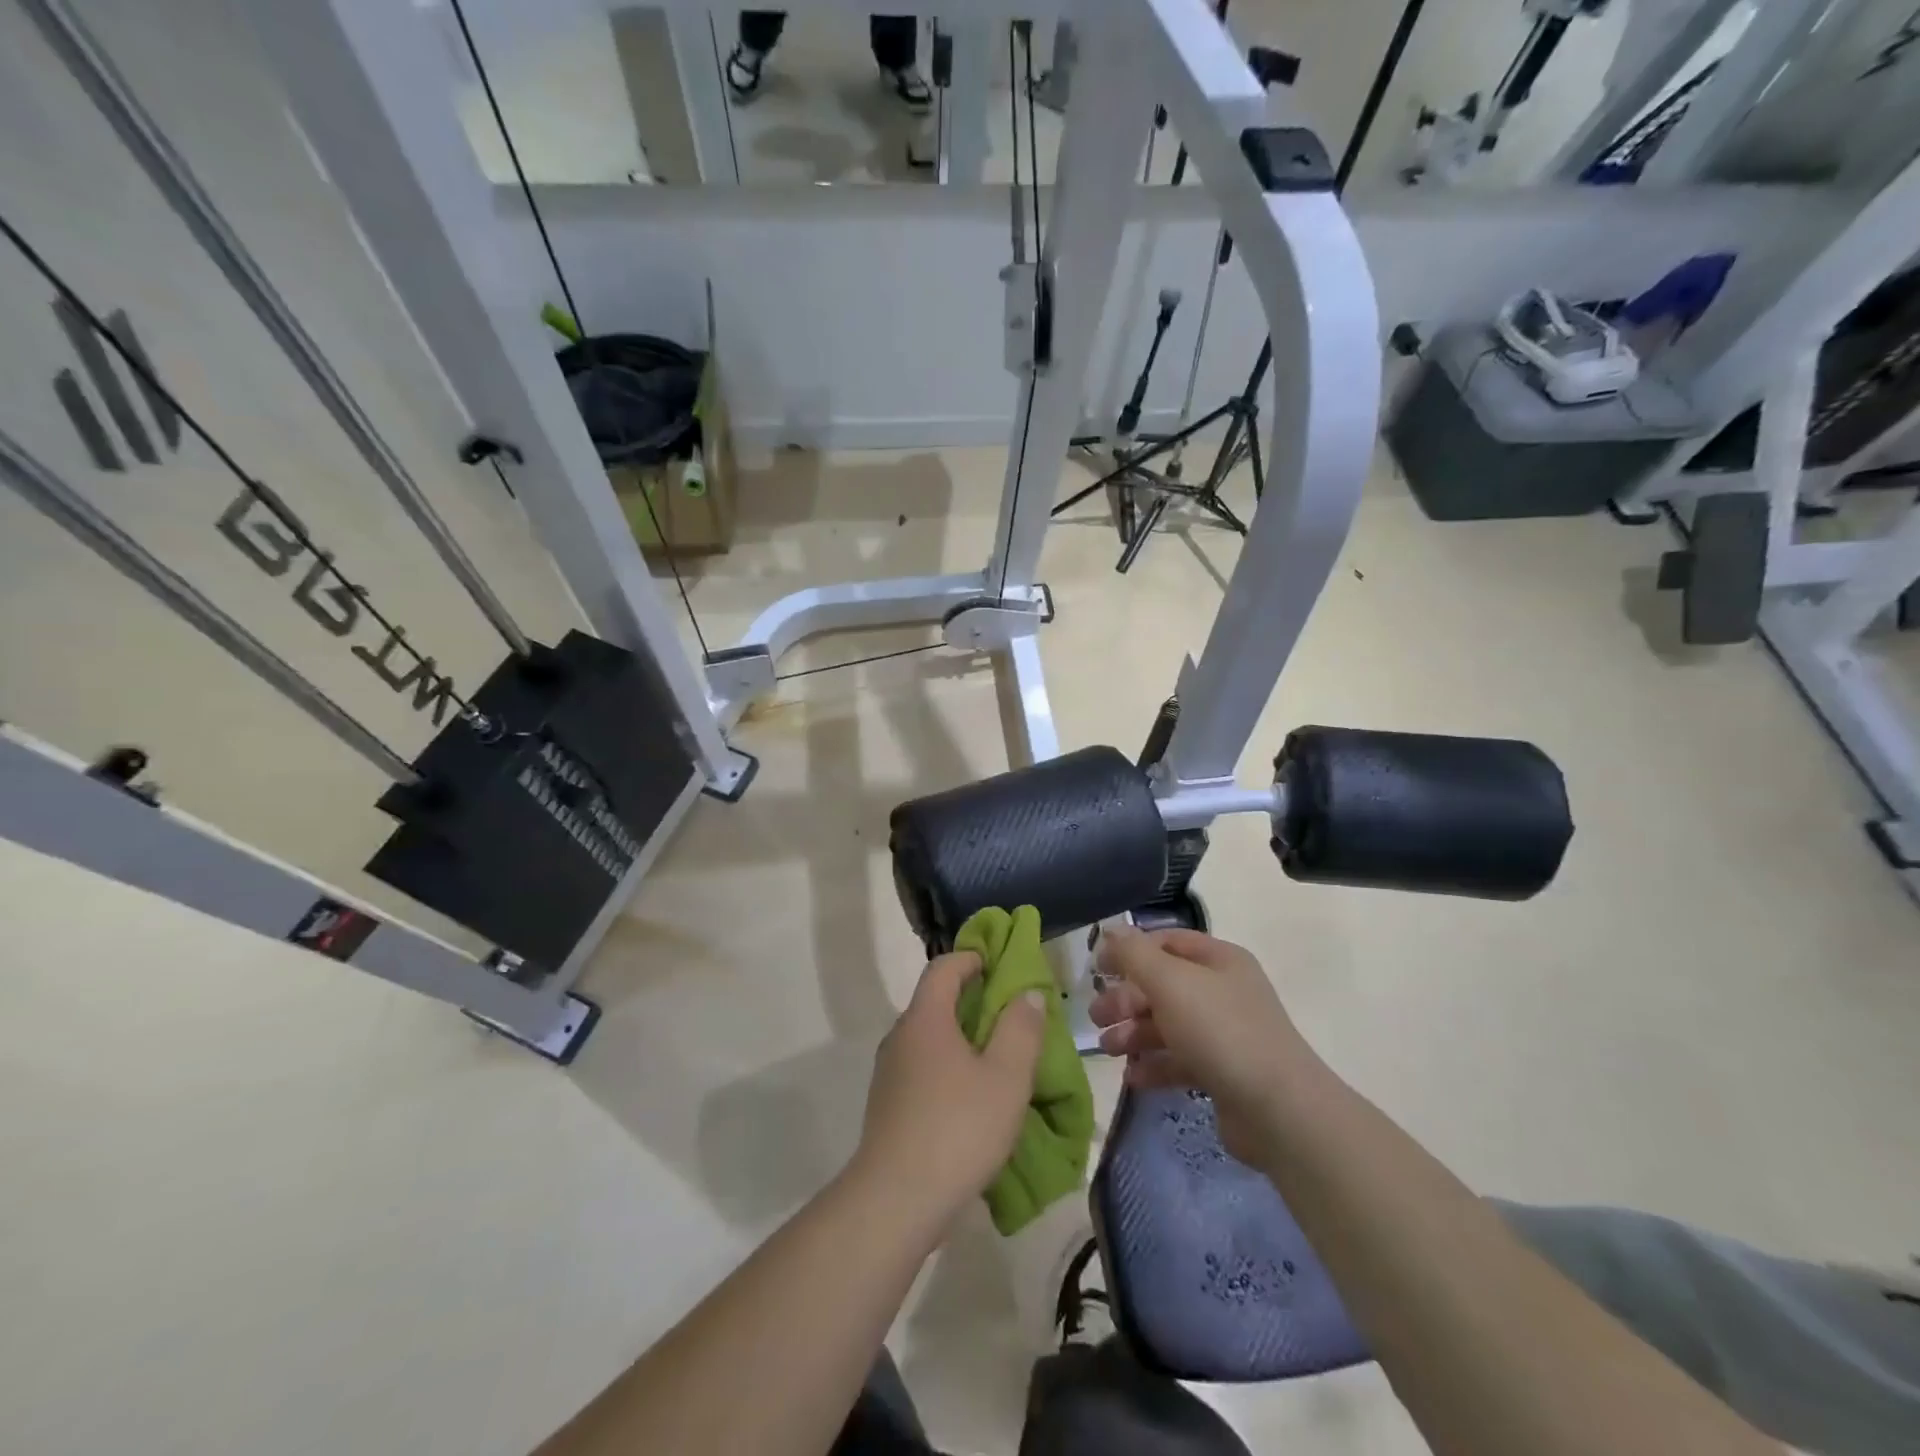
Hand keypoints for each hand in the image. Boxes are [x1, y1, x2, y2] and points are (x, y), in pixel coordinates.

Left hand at [852, 952, 1046, 1223]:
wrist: (895, 1201)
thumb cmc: (957, 1128)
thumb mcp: (1006, 1077)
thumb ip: (1021, 1029)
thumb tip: (1026, 993)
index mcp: (926, 1018)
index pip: (944, 967)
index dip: (972, 958)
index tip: (1000, 965)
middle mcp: (901, 1036)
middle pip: (935, 1001)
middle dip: (973, 1000)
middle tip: (1011, 1016)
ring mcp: (890, 1072)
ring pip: (929, 1038)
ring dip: (962, 1038)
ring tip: (997, 1059)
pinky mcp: (888, 1105)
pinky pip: (922, 1068)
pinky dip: (948, 1066)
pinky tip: (972, 1098)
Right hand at [1090, 926, 1312, 1165]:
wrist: (1280, 1111)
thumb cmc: (1220, 1031)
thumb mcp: (1170, 982)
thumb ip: (1134, 955)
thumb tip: (1110, 931)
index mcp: (1218, 960)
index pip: (1166, 942)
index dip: (1130, 951)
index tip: (1097, 969)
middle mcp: (1223, 991)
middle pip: (1163, 985)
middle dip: (1126, 999)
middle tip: (1096, 1016)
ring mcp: (1225, 1034)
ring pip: (1168, 1025)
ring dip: (1134, 1033)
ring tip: (1108, 1049)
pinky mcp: (1223, 1073)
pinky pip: (1180, 1061)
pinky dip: (1154, 1065)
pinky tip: (1132, 1077)